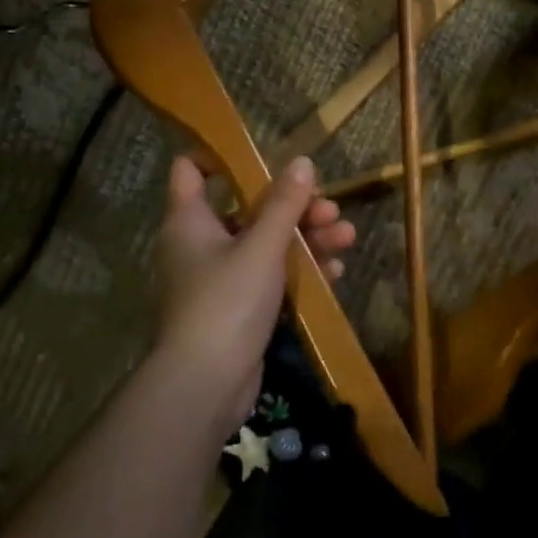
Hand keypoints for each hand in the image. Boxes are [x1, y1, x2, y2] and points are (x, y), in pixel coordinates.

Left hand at [150, 154, 355, 427]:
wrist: (206, 383)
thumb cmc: (227, 301)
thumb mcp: (261, 247)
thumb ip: (284, 204)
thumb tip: (303, 162)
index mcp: (191, 220)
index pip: (191, 170)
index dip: (219, 156)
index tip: (260, 154)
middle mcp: (201, 243)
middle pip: (248, 208)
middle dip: (294, 207)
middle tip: (331, 209)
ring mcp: (220, 278)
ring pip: (266, 244)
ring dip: (306, 239)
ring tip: (346, 237)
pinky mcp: (238, 307)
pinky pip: (271, 277)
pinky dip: (298, 271)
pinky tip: (334, 272)